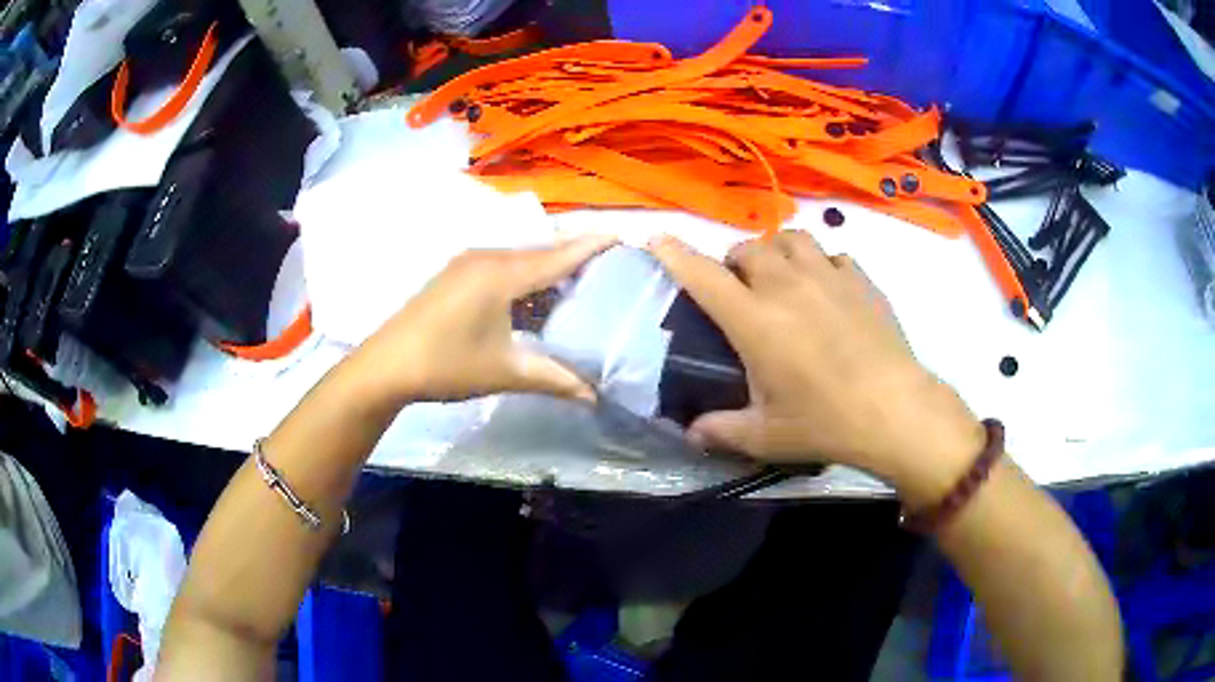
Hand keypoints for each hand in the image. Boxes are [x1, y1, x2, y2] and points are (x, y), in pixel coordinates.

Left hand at [348, 235, 617, 405]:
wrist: (386, 366)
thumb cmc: (447, 365)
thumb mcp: (506, 372)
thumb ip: (554, 380)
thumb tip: (594, 397)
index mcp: (503, 274)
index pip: (559, 255)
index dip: (592, 246)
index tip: (622, 237)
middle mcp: (487, 258)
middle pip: (541, 253)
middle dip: (574, 260)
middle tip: (607, 272)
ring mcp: (467, 264)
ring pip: (520, 260)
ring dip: (546, 272)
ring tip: (576, 289)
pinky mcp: (455, 275)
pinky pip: (501, 268)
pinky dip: (524, 279)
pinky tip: (533, 301)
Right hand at [648, 231, 984, 504]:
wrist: (894, 410)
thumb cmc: (825, 422)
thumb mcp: (765, 436)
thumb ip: (721, 430)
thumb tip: (691, 433)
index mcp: (754, 320)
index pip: (703, 276)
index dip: (676, 254)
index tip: (658, 239)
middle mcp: (786, 285)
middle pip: (748, 248)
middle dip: (734, 262)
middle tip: (739, 288)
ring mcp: (827, 276)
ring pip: (790, 238)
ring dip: (776, 251)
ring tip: (780, 276)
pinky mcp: (860, 279)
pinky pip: (830, 255)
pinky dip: (818, 263)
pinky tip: (825, 288)